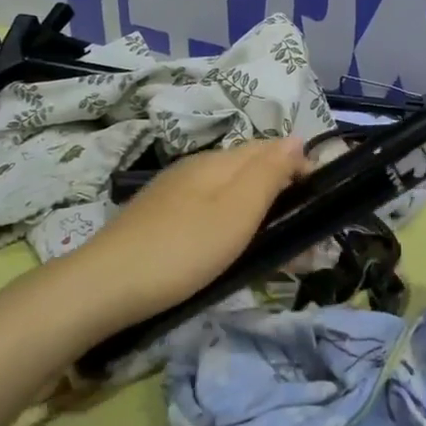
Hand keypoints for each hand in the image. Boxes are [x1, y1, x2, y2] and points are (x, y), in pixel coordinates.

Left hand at [61, 136, 309, 325]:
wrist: (105, 287)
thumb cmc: (183, 249)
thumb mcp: (237, 211)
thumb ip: (268, 173)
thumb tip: (296, 139)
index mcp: (217, 161)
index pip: (269, 148)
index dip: (299, 167)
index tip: (320, 200)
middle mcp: (195, 169)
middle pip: (249, 171)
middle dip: (281, 194)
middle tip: (304, 234)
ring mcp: (173, 194)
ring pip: (229, 195)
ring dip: (258, 215)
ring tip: (276, 250)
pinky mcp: (159, 220)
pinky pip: (208, 213)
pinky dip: (231, 228)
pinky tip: (230, 252)